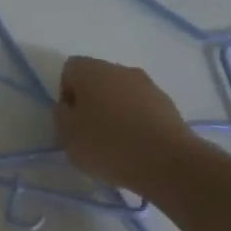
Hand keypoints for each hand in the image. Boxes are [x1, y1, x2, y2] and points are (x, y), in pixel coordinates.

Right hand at [56, 55, 198, 192]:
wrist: (166, 161)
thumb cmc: (107, 145)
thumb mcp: (67, 135)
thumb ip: (62, 116)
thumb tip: (69, 107)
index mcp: (92, 71)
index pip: (70, 69)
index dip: (65, 92)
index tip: (70, 119)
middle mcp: (121, 70)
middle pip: (97, 79)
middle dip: (90, 101)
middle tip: (88, 131)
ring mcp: (148, 85)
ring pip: (121, 93)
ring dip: (114, 111)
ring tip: (114, 142)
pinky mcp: (168, 104)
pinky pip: (141, 107)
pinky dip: (134, 121)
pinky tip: (135, 145)